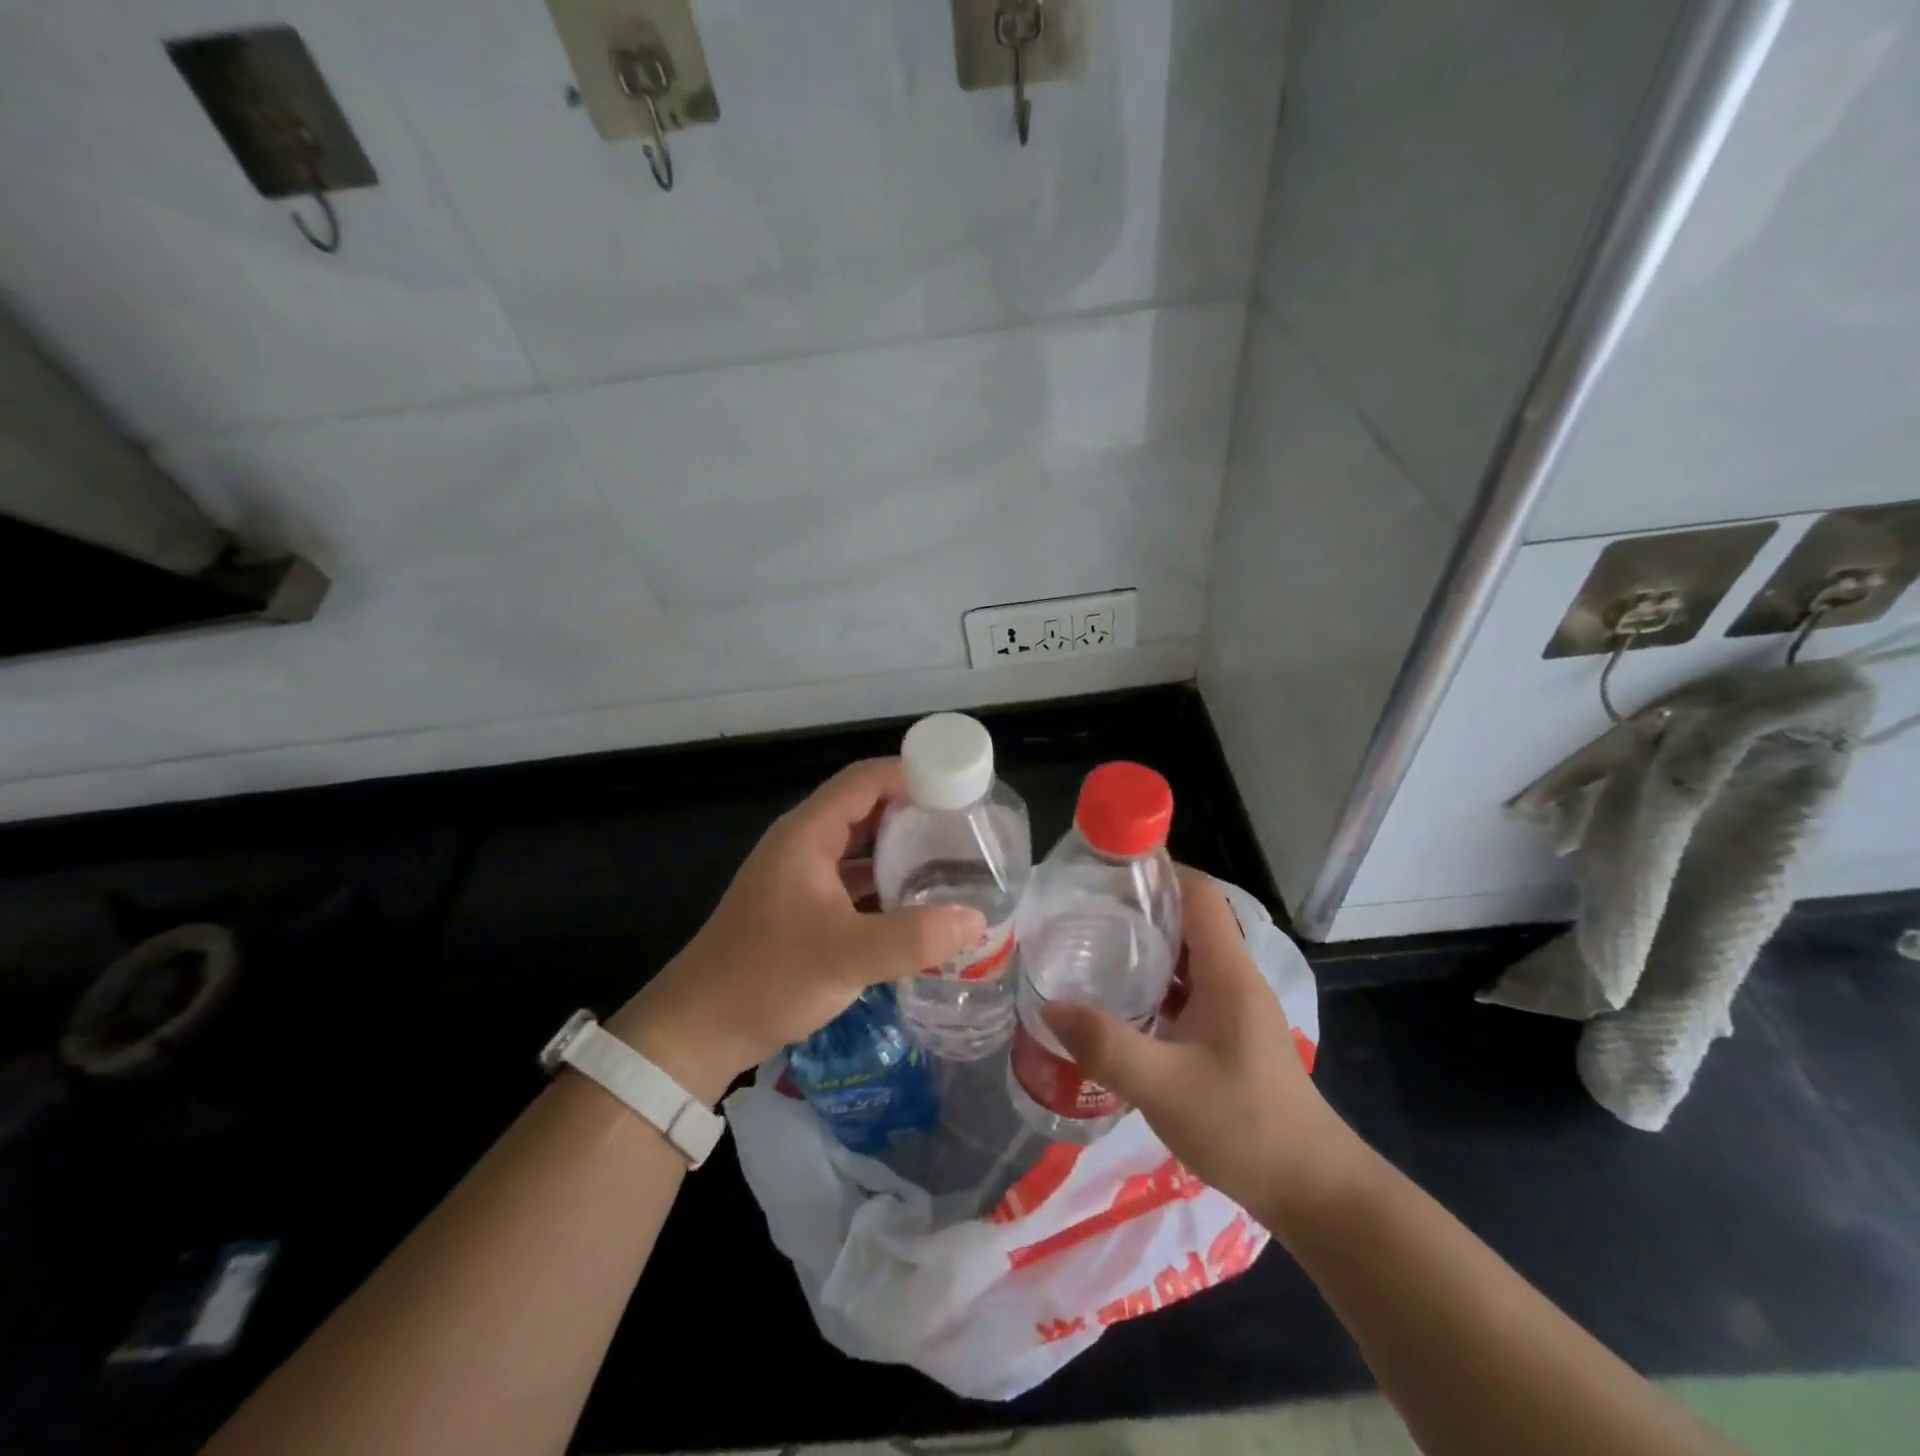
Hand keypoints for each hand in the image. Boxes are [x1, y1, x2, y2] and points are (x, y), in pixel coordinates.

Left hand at [607, 758, 986, 1103]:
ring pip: (860, 844)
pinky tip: (916, 900)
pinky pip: (852, 877)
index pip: (866, 779)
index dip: (912, 774)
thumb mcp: (846, 956)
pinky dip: (884, 880)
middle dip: (915, 811)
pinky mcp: (803, 906)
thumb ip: (913, 937)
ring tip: (951, 859)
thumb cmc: (767, 977)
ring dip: (901, 847)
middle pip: (866, 807)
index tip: (960, 789)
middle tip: (966, 827)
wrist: (699, 1029)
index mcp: (808, 833)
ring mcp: (801, 875)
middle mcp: (804, 844)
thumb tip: (977, 919)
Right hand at [1043, 868, 1354, 1221]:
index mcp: (1227, 972)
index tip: (1106, 871)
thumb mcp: (1166, 1088)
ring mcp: (1233, 1008)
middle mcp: (1234, 978)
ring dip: (1145, 946)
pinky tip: (1120, 1003)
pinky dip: (1154, 983)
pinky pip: (1187, 989)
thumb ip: (1107, 1046)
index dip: (1157, 872)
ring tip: (1091, 948)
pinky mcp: (1228, 1034)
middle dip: (1138, 908)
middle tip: (1082, 911)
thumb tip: (1050, 1006)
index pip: (1198, 893)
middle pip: (1188, 919)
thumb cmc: (1245, 1126)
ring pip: (1186, 956)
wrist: (1313, 1191)